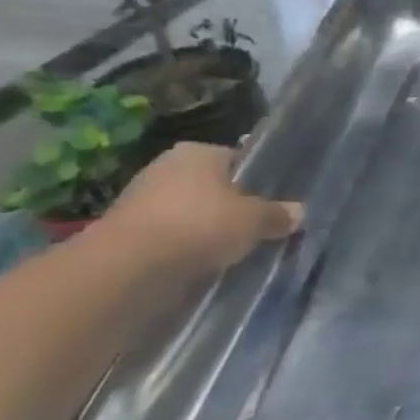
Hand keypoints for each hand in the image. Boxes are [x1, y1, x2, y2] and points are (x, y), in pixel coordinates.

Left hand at [99, 143, 302, 276]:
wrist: (125, 268)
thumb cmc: (199, 225)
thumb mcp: (254, 220)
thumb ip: (277, 214)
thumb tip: (299, 212)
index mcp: (199, 151)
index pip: (236, 159)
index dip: (255, 180)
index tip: (269, 202)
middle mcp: (166, 166)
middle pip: (209, 186)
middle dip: (227, 205)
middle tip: (251, 227)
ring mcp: (137, 198)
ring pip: (185, 211)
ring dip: (200, 228)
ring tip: (226, 250)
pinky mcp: (120, 233)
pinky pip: (163, 236)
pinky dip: (178, 248)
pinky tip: (194, 263)